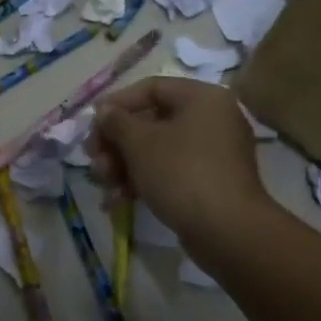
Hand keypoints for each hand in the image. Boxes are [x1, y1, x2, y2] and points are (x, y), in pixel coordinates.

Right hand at [89, 77, 269, 246]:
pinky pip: (170, 172)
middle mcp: (212, 120)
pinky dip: (144, 181)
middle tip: (93, 159)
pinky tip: (118, 201)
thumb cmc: (182, 173)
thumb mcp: (140, 143)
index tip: (92, 124)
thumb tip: (105, 111)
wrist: (227, 232)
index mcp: (202, 99)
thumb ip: (116, 121)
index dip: (117, 103)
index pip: (151, 88)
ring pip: (158, 150)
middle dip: (116, 142)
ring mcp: (213, 154)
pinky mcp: (210, 183)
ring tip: (103, 184)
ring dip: (124, 165)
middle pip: (152, 121)